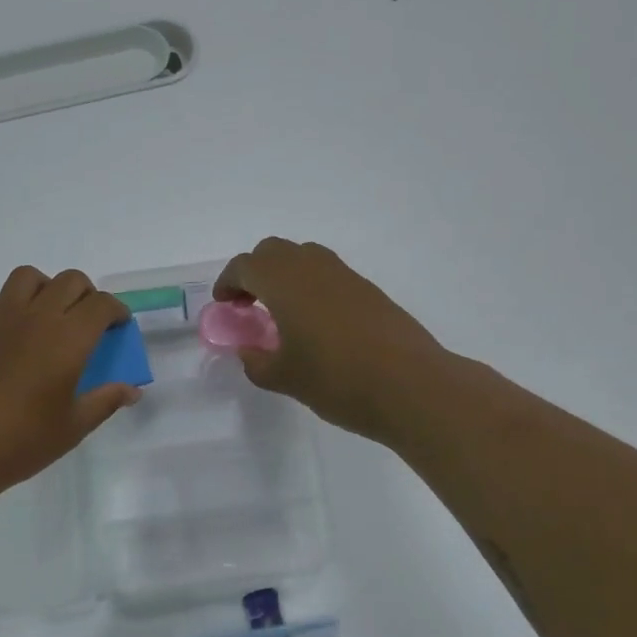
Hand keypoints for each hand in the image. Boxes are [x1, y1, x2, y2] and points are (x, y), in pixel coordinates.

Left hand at [0, 266, 140, 496]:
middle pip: (70, 281)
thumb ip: (104, 402)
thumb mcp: (72, 427)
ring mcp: (0, 318)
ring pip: (29, 277)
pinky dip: (9, 305)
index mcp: (68, 338)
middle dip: (87, 294)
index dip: (117, 310)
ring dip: (47, 288)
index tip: (119, 326)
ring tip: (49, 315)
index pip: (101, 305)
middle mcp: (36, 317)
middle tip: (89, 322)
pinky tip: (10, 334)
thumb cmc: (20, 441)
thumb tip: (132, 391)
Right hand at [214, 238, 452, 444]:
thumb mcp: (285, 378)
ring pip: (304, 257)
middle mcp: (312, 268)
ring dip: (285, 275)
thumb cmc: (337, 380)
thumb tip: (248, 352)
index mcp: (284, 282)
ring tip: (283, 312)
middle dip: (255, 272)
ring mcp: (345, 275)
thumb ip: (257, 362)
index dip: (228, 282)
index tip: (224, 305)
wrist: (411, 385)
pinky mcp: (369, 290)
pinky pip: (329, 274)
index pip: (245, 266)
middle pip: (273, 251)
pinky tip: (318, 323)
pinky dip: (312, 286)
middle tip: (249, 305)